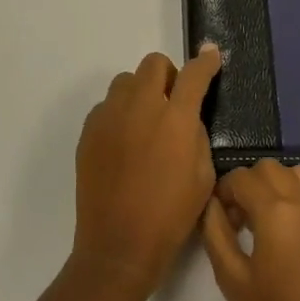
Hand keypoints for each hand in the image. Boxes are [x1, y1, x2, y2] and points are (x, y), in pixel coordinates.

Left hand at [72, 45, 222, 295]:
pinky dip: (120, 113)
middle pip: (154, 64)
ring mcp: (109, 118)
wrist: (119, 244)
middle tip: (174, 101)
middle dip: (169, 75)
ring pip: (126, 81)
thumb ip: (196, 135)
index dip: (206, 62)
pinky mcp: (88, 133)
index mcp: (175, 120)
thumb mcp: (203, 176)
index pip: (194, 75)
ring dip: (141, 91)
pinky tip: (125, 142)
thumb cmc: (171, 215)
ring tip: (146, 122)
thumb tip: (185, 117)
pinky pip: (106, 106)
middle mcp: (140, 108)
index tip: (211, 55)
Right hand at [201, 160, 299, 300]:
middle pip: (271, 168)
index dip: (225, 191)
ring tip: (270, 219)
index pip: (242, 177)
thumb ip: (216, 232)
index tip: (222, 217)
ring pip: (299, 174)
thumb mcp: (231, 278)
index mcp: (276, 212)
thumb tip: (213, 204)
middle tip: (242, 218)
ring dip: (279, 185)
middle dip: (250, 184)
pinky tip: (296, 230)